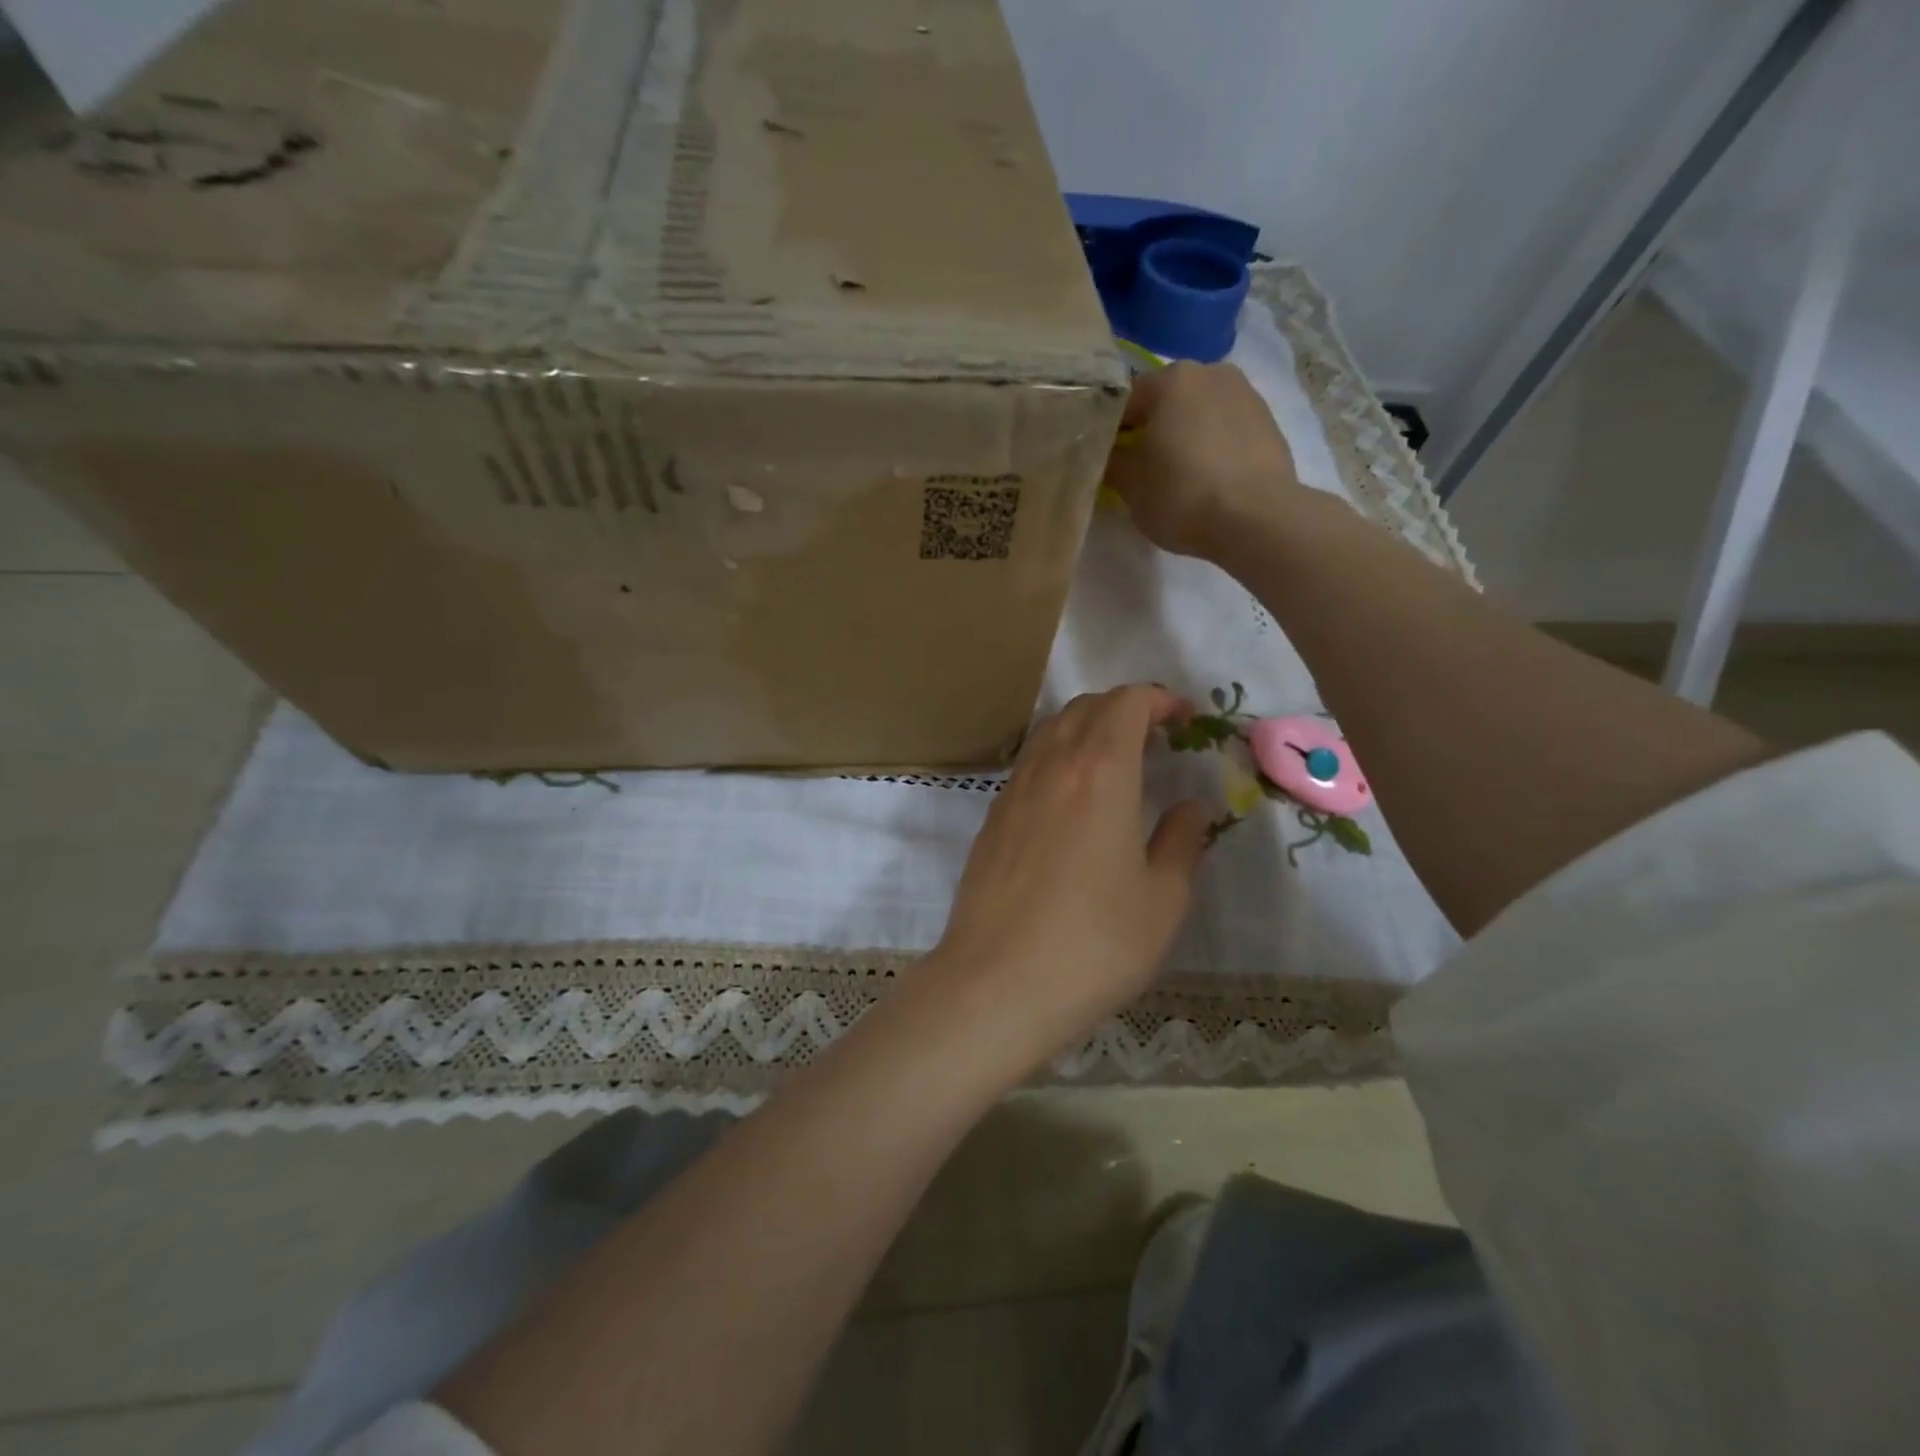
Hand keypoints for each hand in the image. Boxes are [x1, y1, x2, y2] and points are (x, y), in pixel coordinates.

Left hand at [923, 685, 1211, 1070]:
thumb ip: (1183, 841)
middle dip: (1125, 709)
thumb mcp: (1162, 899)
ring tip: (1116, 763)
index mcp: (1100, 771)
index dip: (1158, 699)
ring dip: (1087, 729)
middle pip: (1086, 707)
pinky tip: (1072, 799)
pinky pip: (1029, 763)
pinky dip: (1058, 757)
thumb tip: (1192, 807)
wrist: (996, 983)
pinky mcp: (991, 818)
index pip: (1126, 703)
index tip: (1184, 720)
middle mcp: (1052, 766)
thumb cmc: (1094, 944)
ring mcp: (1013, 790)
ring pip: (1051, 731)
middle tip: (1156, 739)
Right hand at [1102, 362, 1299, 560]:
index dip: (1110, 432)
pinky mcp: (1269, 423)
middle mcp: (1211, 373)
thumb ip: (1112, 460)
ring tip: (1178, 475)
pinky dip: (1213, 447)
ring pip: (1200, 414)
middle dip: (1151, 429)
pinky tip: (1208, 479)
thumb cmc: (1181, 494)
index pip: (1125, 400)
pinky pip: (1227, 431)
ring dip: (1185, 436)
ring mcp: (1246, 395)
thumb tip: (1109, 452)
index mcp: (1171, 379)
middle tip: (1141, 468)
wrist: (1256, 519)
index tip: (1106, 460)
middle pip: (1166, 401)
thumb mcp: (1129, 484)